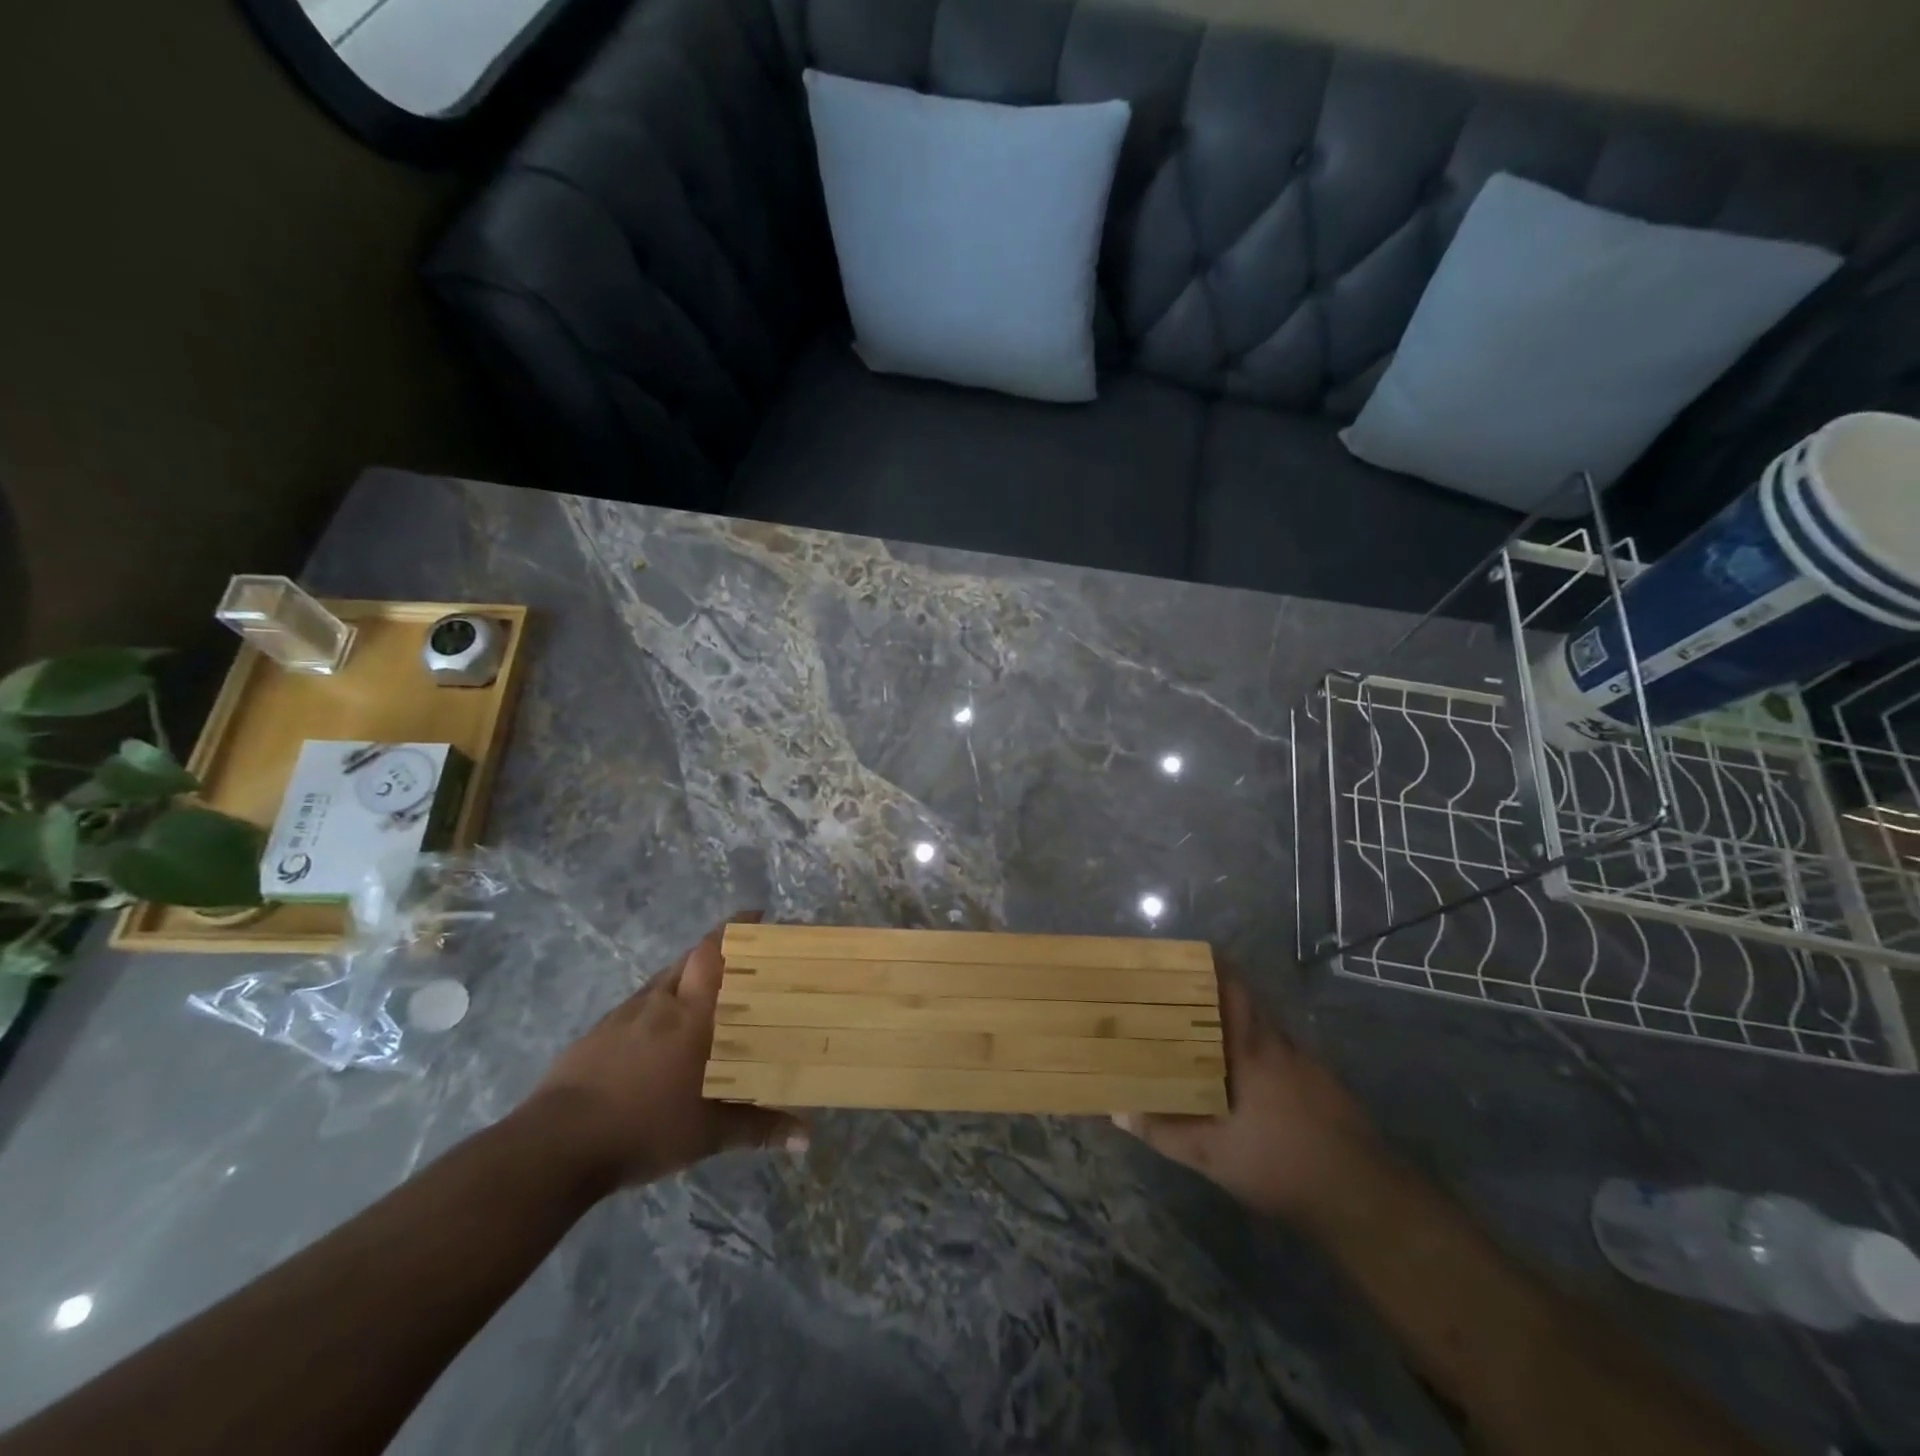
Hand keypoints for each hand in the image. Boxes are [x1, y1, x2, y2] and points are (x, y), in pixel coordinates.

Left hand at [523, 914, 807, 1191]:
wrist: (555, 1146)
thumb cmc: (643, 1128)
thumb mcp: (708, 1134)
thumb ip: (758, 1128)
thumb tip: (807, 1138)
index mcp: (690, 1014)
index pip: (713, 952)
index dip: (735, 928)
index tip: (756, 916)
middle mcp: (658, 1002)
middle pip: (689, 959)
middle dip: (714, 954)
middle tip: (740, 967)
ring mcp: (622, 1015)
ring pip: (661, 982)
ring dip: (684, 981)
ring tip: (703, 1002)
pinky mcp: (596, 1034)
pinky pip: (637, 1007)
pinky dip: (655, 1010)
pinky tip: (659, 1040)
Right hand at [1115, 978, 1379, 1221]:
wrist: (1362, 1198)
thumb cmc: (1279, 1165)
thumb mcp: (1211, 1157)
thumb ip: (1163, 1131)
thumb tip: (1117, 1112)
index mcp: (1250, 1048)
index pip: (1230, 986)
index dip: (1208, 965)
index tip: (1179, 958)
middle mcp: (1278, 1043)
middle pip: (1245, 1000)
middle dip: (1212, 994)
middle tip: (1177, 997)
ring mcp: (1305, 1061)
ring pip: (1263, 1026)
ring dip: (1235, 1023)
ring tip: (1202, 1032)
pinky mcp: (1321, 1082)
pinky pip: (1280, 1049)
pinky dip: (1258, 1049)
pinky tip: (1244, 1075)